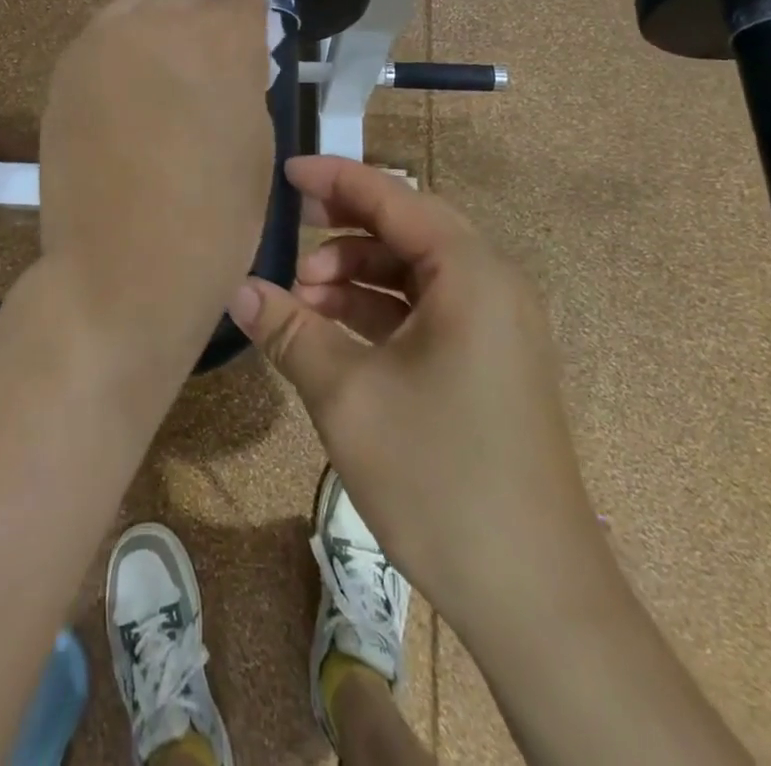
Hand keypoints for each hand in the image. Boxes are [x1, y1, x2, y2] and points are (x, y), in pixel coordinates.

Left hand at [37, 0, 273, 348]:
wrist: (120, 270)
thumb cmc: (213, 219)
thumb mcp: (256, 143)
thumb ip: (244, 82)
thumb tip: (232, 61)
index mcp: (219, 37)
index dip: (253, 26)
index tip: (252, 54)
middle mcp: (157, 21)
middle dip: (207, 24)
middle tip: (209, 73)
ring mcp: (101, 41)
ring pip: (141, 9)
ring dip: (160, 33)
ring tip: (162, 84)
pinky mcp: (64, 70)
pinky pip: (103, 40)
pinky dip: (121, 56)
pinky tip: (125, 101)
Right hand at [228, 156, 605, 635]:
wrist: (535, 596)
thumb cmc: (439, 476)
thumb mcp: (348, 396)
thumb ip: (289, 331)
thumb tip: (235, 289)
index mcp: (470, 272)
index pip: (393, 197)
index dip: (335, 179)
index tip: (284, 173)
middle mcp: (491, 283)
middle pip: (407, 227)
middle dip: (343, 226)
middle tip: (288, 229)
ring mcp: (496, 324)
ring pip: (415, 270)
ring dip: (357, 273)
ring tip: (300, 297)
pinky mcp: (490, 360)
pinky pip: (428, 307)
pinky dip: (380, 308)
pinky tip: (332, 329)